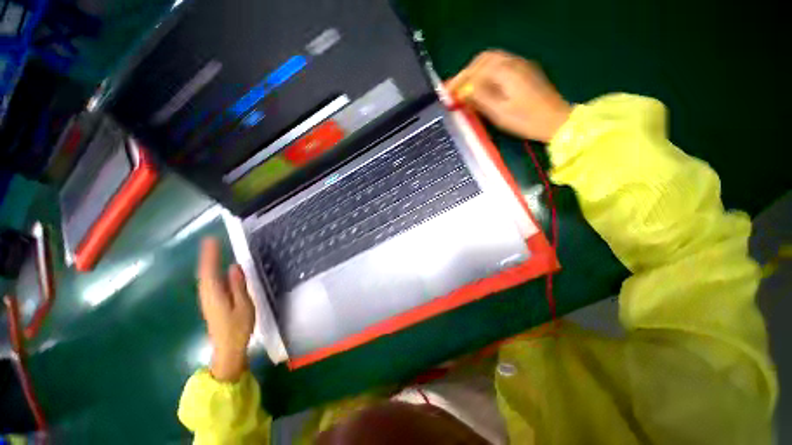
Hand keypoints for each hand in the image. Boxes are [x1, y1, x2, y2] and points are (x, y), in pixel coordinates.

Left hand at [197, 237, 254, 381]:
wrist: (227, 348)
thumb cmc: (238, 327)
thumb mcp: (243, 305)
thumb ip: (238, 285)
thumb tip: (233, 267)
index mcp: (214, 294)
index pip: (209, 270)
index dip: (210, 254)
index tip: (211, 240)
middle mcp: (206, 294)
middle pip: (204, 272)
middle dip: (207, 256)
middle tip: (212, 241)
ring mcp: (207, 299)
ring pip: (205, 277)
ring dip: (208, 263)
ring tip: (213, 251)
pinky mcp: (211, 303)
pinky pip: (209, 282)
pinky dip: (210, 272)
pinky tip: (216, 270)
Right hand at [447, 50, 571, 142]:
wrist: (556, 121)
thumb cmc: (526, 120)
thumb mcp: (499, 112)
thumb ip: (480, 98)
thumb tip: (463, 91)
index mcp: (505, 72)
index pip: (476, 69)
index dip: (459, 80)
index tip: (448, 92)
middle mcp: (513, 63)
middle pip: (484, 59)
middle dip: (467, 73)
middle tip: (457, 89)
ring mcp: (521, 66)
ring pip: (493, 61)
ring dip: (477, 73)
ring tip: (468, 89)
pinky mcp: (525, 73)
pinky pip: (501, 66)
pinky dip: (488, 74)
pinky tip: (484, 88)